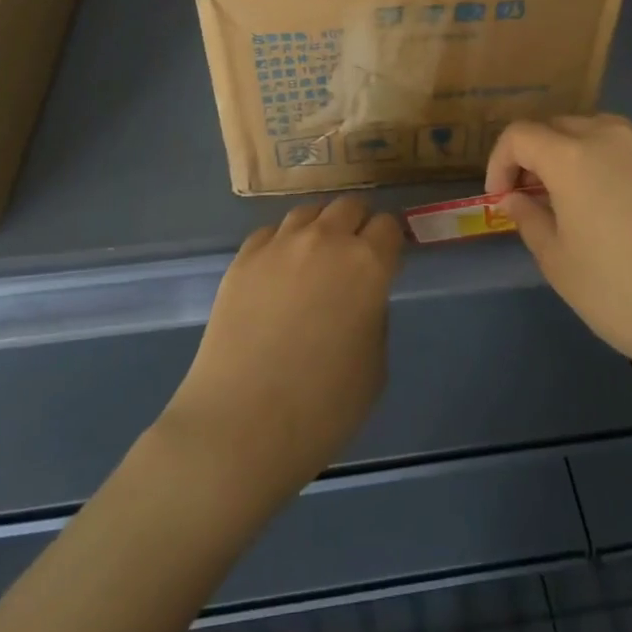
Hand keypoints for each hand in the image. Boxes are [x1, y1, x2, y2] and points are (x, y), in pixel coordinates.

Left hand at [161, 196, 403, 504]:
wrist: (241, 425)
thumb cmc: (322, 408)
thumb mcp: (375, 366)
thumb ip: (374, 316)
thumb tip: (361, 297)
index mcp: (368, 264)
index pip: (388, 226)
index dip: (390, 242)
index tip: (387, 260)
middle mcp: (325, 240)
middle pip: (349, 206)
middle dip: (358, 224)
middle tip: (354, 256)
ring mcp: (279, 245)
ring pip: (308, 212)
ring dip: (320, 228)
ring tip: (315, 258)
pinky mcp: (242, 259)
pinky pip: (271, 234)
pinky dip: (282, 244)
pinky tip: (278, 273)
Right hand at [486, 115, 631, 396]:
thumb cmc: (626, 296)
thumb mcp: (561, 265)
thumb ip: (530, 220)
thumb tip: (516, 197)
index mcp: (575, 156)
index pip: (520, 134)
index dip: (500, 162)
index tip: (502, 199)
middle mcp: (615, 137)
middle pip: (561, 126)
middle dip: (538, 156)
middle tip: (536, 198)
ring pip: (603, 133)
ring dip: (578, 156)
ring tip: (581, 201)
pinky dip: (619, 168)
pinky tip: (631, 213)